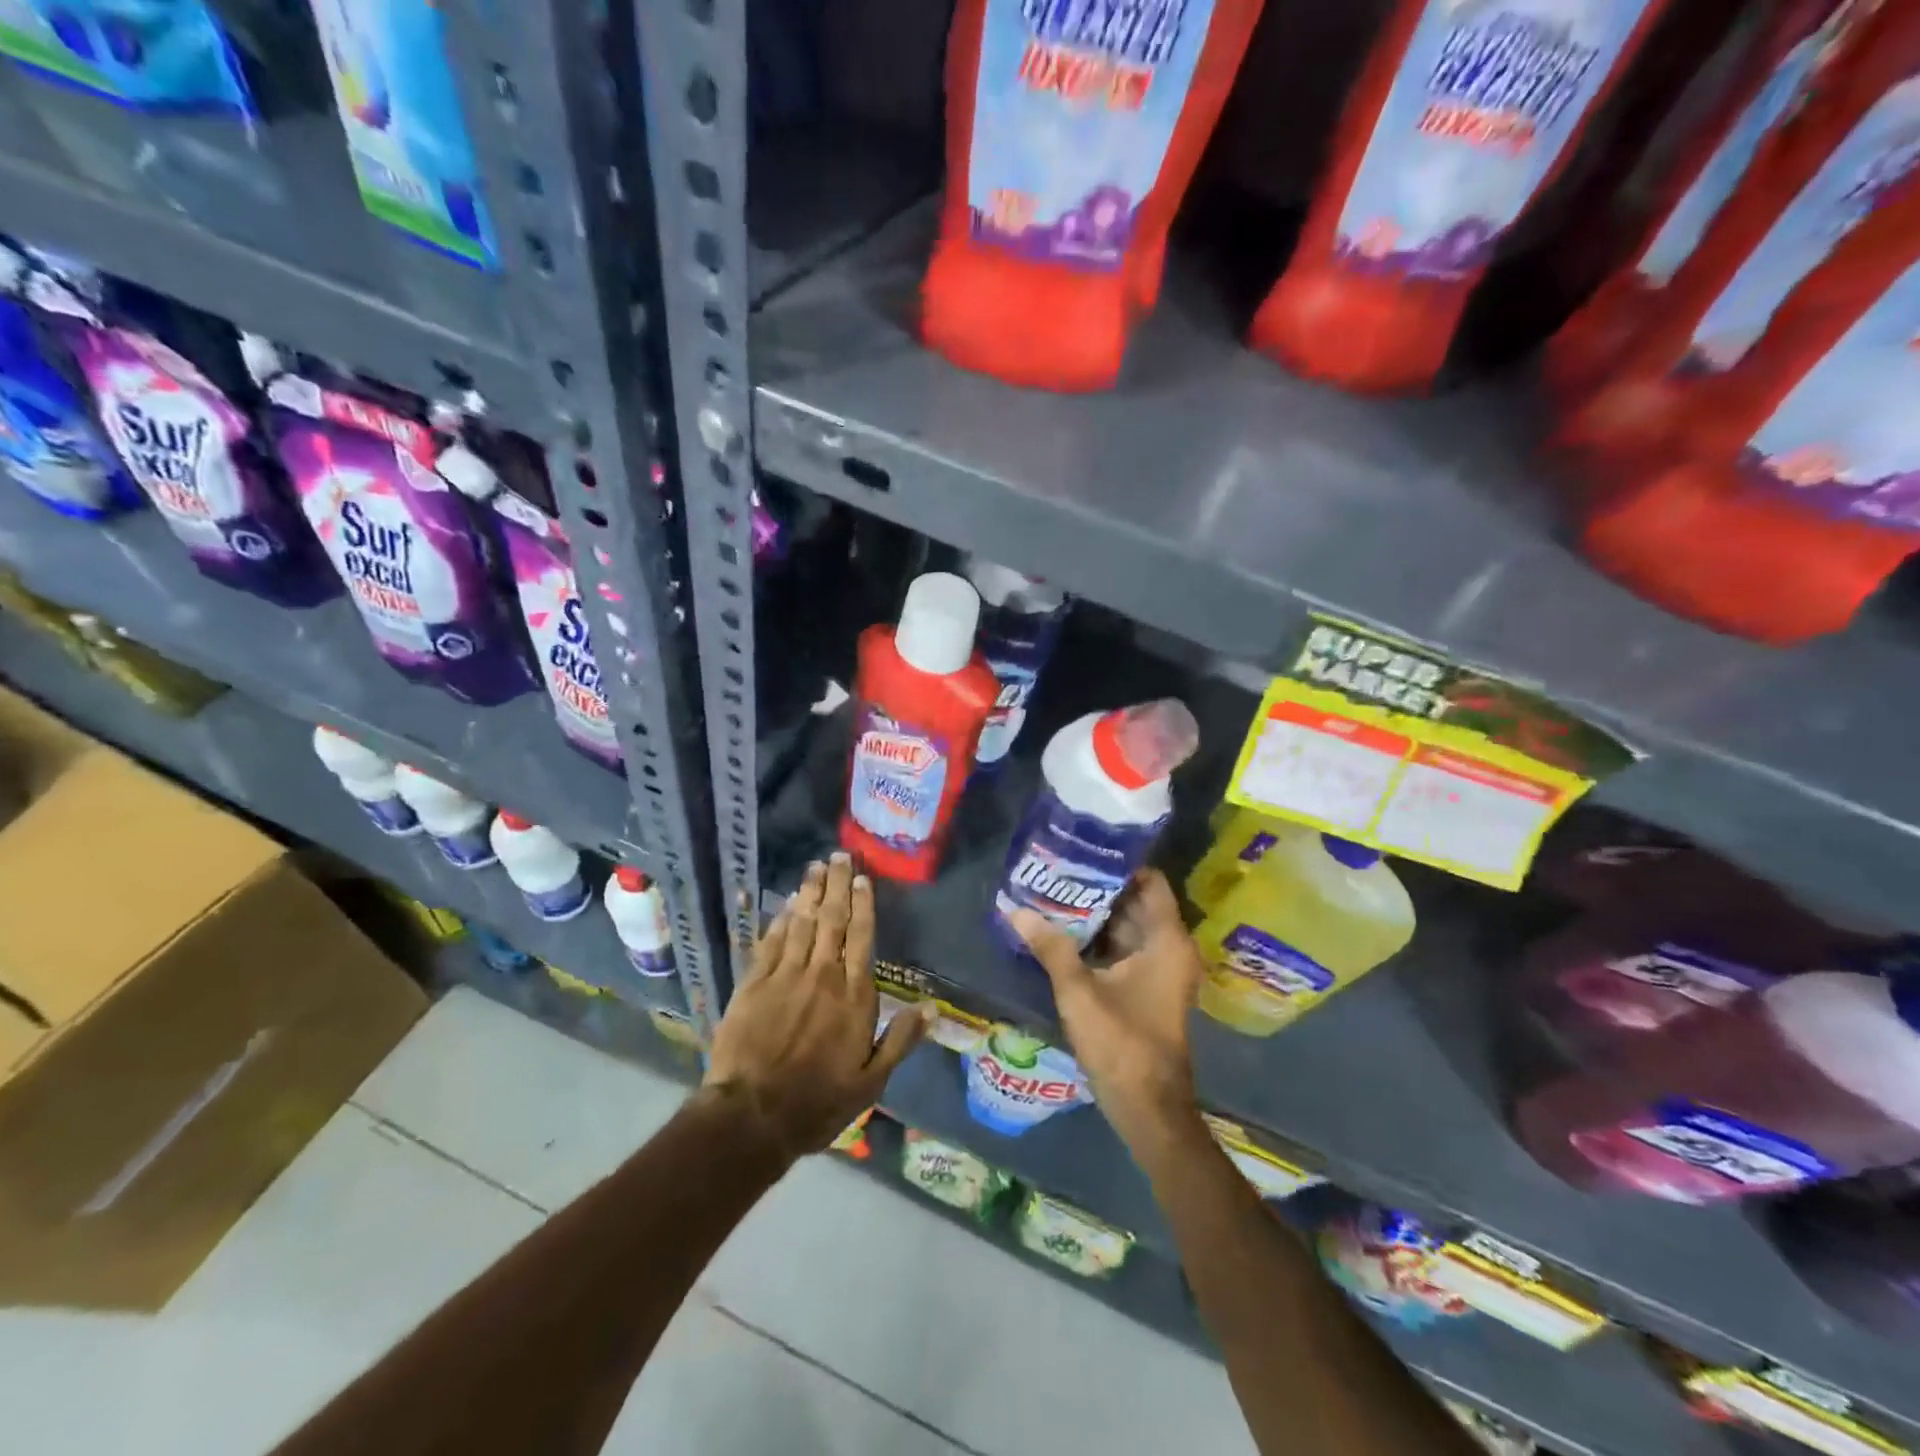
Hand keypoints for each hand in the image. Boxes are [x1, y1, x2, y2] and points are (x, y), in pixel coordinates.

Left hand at [706, 853, 929, 1161]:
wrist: (752, 1115)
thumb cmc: (818, 1102)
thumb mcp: (870, 1081)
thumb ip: (901, 1040)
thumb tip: (931, 1008)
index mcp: (854, 996)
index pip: (862, 938)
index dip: (863, 905)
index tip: (863, 879)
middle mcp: (822, 976)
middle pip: (832, 920)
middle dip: (837, 885)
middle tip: (839, 856)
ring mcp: (785, 976)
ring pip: (801, 923)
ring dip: (809, 892)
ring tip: (816, 866)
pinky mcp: (754, 984)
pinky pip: (771, 942)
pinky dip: (780, 919)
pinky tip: (786, 903)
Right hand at [1010, 869, 1204, 1152]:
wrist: (1148, 1108)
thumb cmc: (1121, 1043)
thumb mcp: (1078, 991)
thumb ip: (1050, 947)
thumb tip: (1015, 911)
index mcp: (1167, 940)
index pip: (1150, 882)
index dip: (1119, 864)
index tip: (1083, 851)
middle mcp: (1171, 949)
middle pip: (1137, 903)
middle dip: (1099, 888)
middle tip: (1059, 871)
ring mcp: (1162, 970)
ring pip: (1129, 928)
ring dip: (1097, 915)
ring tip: (1055, 894)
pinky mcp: (1150, 989)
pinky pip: (1127, 950)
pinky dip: (1101, 940)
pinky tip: (1065, 933)